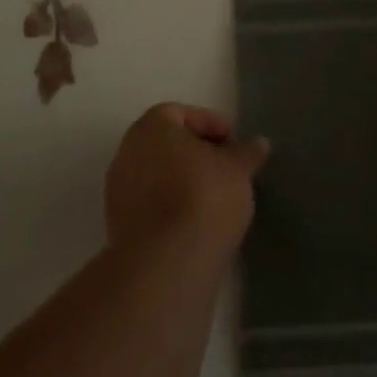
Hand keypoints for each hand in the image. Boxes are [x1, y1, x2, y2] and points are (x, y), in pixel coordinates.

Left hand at [104, 102, 269, 257]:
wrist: (166, 263)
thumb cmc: (204, 197)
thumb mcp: (238, 170)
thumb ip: (247, 153)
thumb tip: (258, 143)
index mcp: (151, 128)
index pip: (180, 113)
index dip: (210, 124)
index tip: (234, 144)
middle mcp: (127, 153)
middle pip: (165, 143)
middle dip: (197, 152)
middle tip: (226, 168)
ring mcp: (118, 192)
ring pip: (157, 174)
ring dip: (183, 180)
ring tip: (216, 197)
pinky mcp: (118, 226)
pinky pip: (151, 203)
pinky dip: (172, 205)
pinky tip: (197, 221)